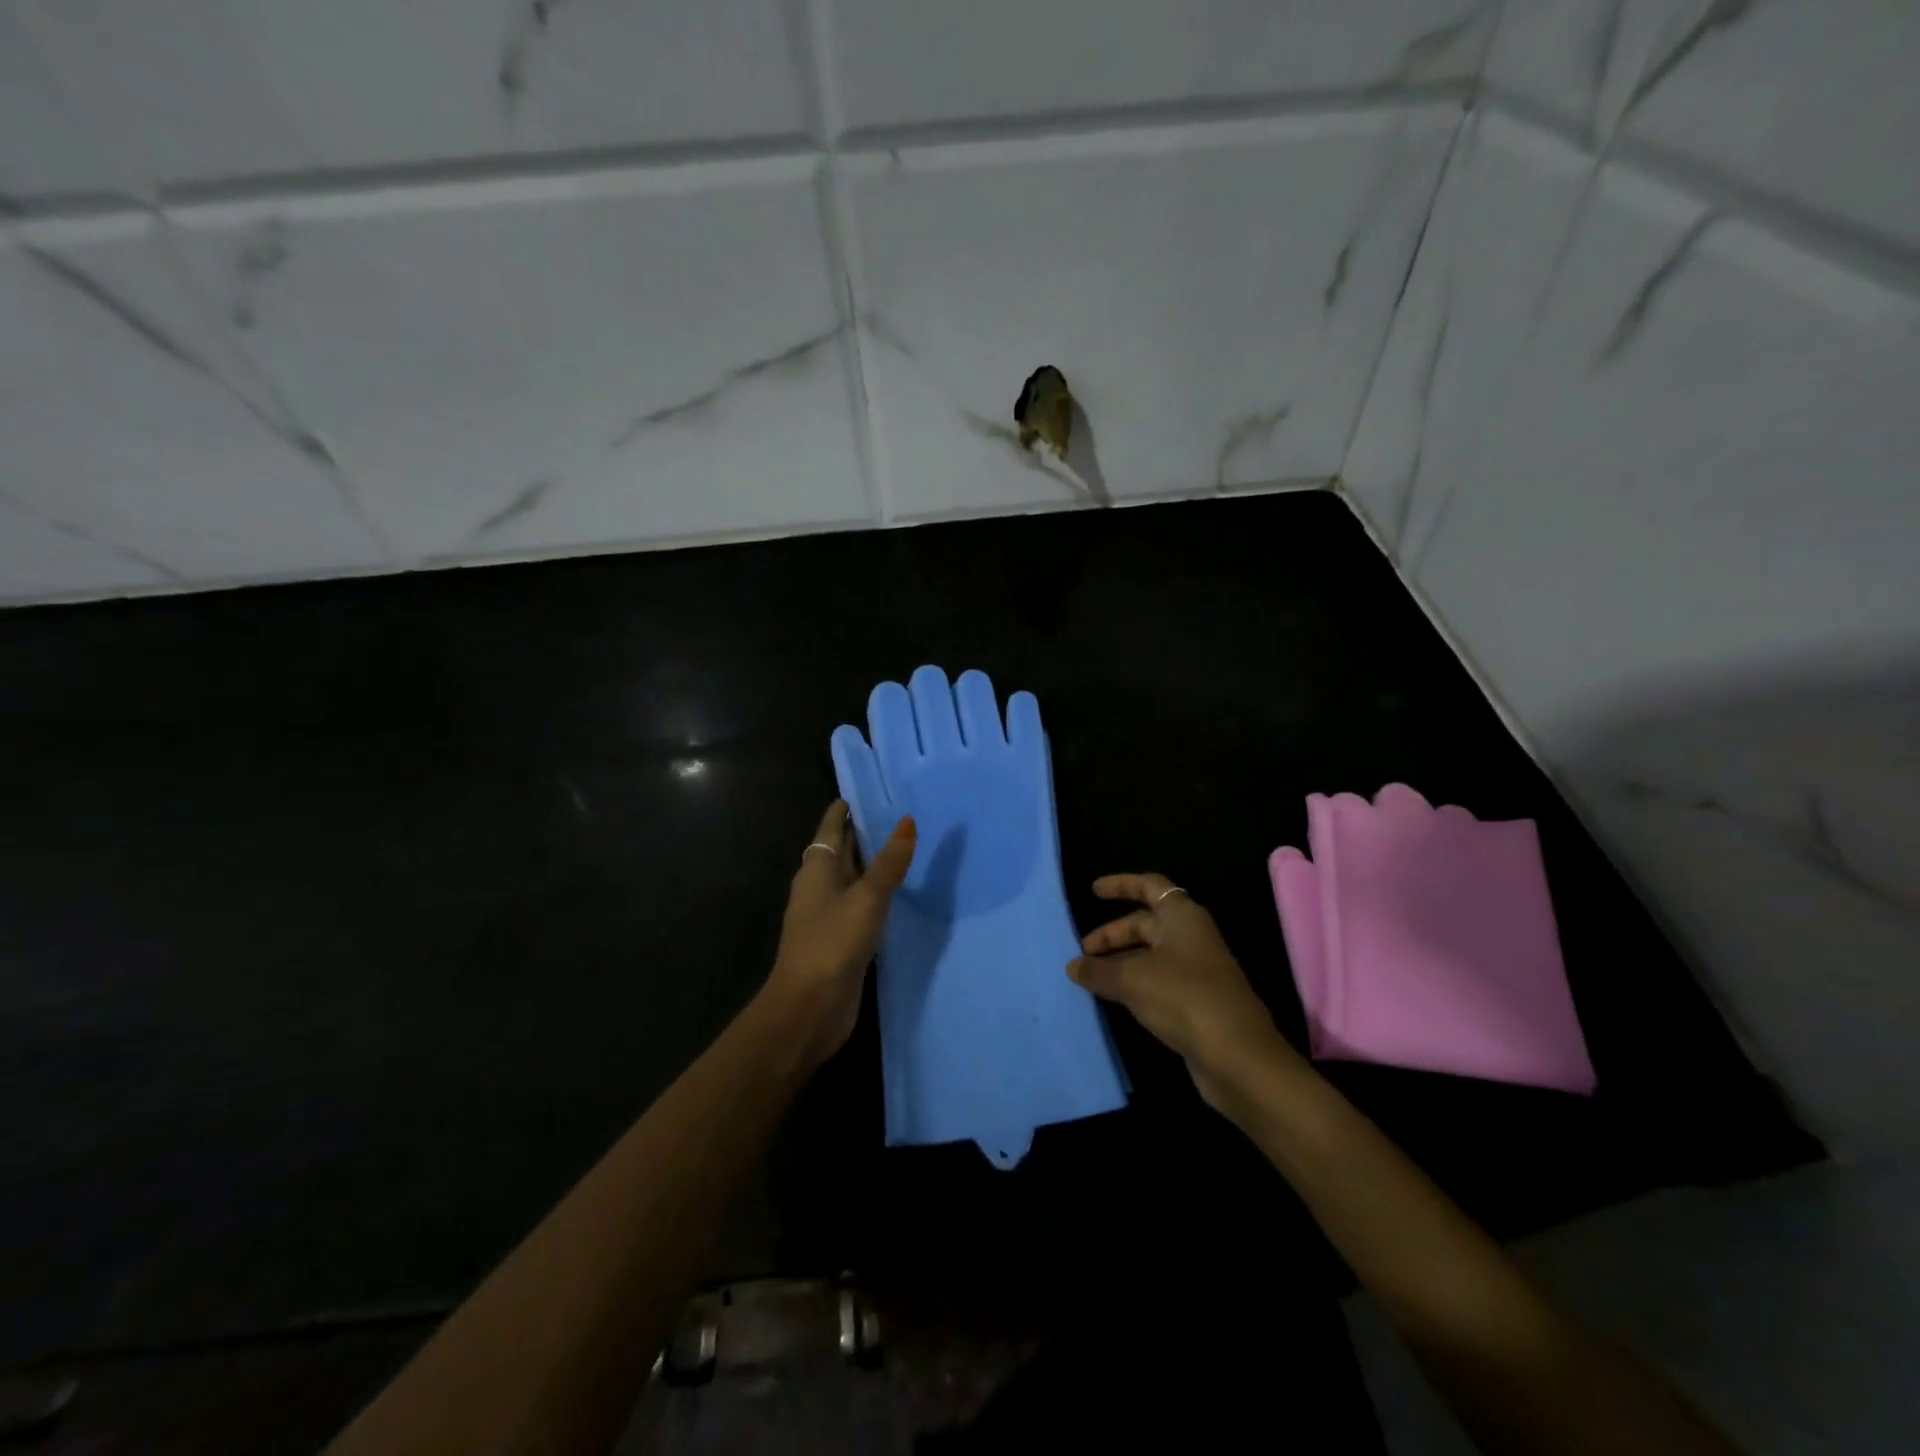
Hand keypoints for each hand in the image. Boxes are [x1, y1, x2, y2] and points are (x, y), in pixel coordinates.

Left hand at [766, 799, 916, 1066]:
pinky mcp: (840, 940)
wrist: (809, 1008)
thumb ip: (889, 862)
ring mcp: (827, 915)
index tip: (863, 792)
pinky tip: (896, 893)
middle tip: (893, 814)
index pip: (830, 830)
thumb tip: (907, 821)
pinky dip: (874, 893)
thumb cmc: (832, 943)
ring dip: (869, 864)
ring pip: (850, 879)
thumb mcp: (866, 898)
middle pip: (838, 852)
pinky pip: (858, 905)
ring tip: (901, 847)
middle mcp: (819, 888)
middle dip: (859, 834)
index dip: (843, 811)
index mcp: (816, 870)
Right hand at [1067, 874, 1303, 1110]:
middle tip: (1083, 952)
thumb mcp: (1132, 979)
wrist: (1238, 1056)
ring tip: (1090, 977)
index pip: (1149, 887)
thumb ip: (1099, 970)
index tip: (1093, 891)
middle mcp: (1191, 937)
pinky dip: (1134, 985)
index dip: (1121, 885)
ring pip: (1150, 956)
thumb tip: (1073, 966)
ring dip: (1120, 962)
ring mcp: (1196, 971)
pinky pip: (1157, 982)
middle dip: (1113, 934)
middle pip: (1146, 924)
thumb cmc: (1184, 998)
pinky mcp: (1195, 1002)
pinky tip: (1113, 999)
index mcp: (1182, 917)